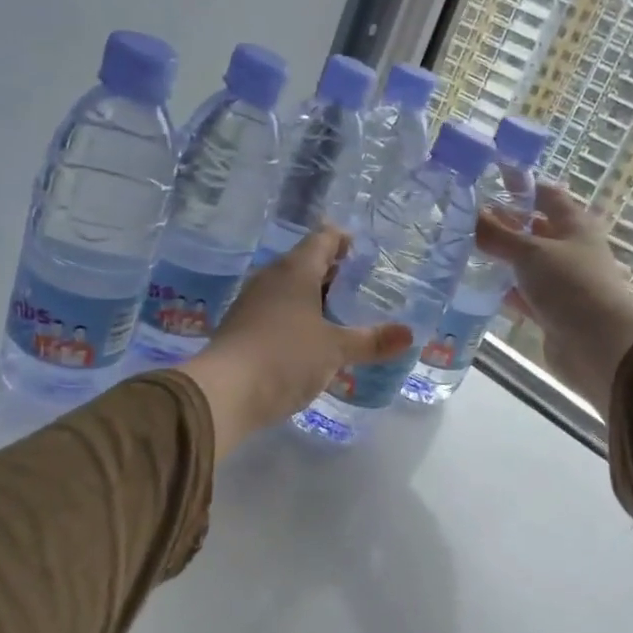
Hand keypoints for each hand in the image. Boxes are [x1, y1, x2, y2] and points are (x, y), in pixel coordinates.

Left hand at [177, 227, 413, 452]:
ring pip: (290, 289)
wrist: (223, 393)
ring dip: (315, 297)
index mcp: (295, 271)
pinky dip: (298, 317)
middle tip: (363, 285)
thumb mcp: (335, 350)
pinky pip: (277, 311)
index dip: (343, 239)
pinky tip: (313, 339)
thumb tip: (409, 335)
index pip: (323, 238)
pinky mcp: (242, 328)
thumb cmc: (285, 357)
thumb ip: (371, 341)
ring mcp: (252, 303)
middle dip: (333, 272)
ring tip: (343, 313)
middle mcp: (271, 278)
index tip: (363, 250)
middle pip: (306, 263)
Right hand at [474, 183, 632, 416]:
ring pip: (527, 264)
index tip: (489, 179)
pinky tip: (479, 287)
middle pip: (535, 230)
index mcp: (575, 225)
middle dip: (505, 224)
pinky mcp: (552, 311)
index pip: (546, 194)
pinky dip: (505, 290)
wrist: (599, 345)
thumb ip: (498, 234)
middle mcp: (570, 249)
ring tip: (464, 251)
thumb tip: (471, 213)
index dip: (521, 185)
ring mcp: (562, 282)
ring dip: (502, 259)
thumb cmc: (570, 285)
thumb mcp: (530, 252)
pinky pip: (524, 294)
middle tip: (466, 219)